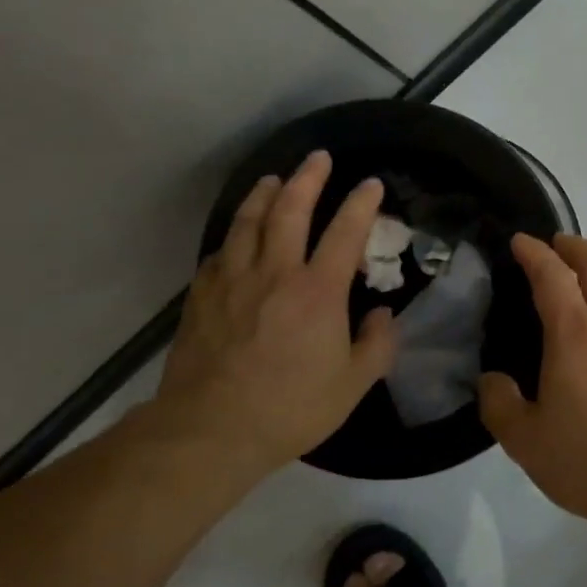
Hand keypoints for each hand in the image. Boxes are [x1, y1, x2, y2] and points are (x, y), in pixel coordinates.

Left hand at [151, 150, 396, 488]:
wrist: (211, 429)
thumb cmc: (290, 407)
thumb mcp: (352, 385)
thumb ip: (377, 345)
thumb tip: (384, 315)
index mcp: (318, 291)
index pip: (345, 232)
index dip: (361, 203)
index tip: (372, 184)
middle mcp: (275, 272)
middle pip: (290, 209)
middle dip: (308, 178)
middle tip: (318, 157)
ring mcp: (233, 280)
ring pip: (248, 221)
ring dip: (265, 194)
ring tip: (274, 179)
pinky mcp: (202, 296)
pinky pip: (220, 251)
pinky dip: (234, 234)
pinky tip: (237, 235)